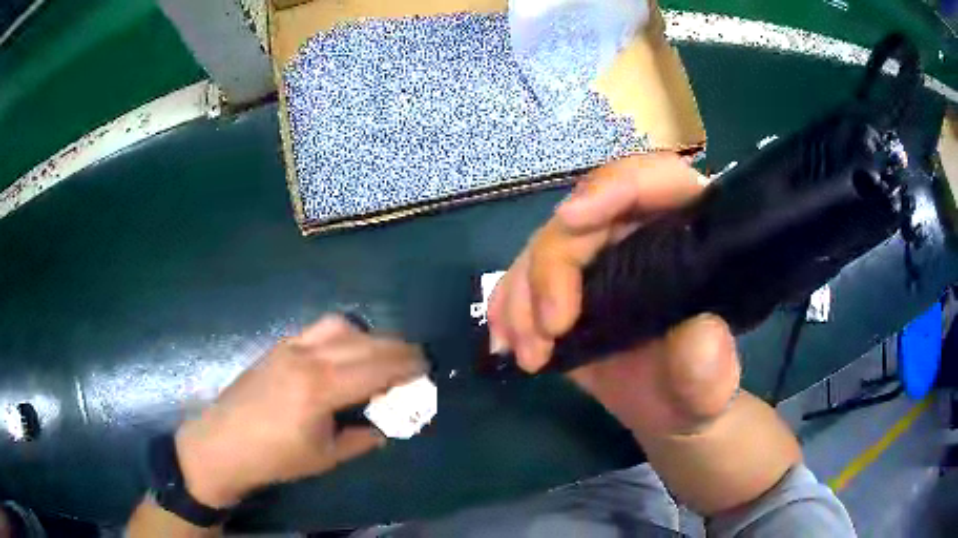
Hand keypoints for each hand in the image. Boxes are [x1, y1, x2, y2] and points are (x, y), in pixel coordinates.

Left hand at [174, 315, 426, 507]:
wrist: (224, 443)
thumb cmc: (276, 458)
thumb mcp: (327, 456)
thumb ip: (363, 437)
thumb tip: (386, 426)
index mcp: (321, 388)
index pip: (377, 367)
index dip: (407, 365)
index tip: (427, 367)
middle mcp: (308, 357)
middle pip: (364, 341)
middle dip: (396, 348)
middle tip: (414, 361)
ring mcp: (290, 346)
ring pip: (340, 325)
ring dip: (368, 336)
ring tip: (380, 356)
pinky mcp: (279, 345)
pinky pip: (319, 329)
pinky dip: (342, 335)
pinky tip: (345, 354)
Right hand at [487, 154, 740, 435]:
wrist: (667, 406)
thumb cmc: (696, 388)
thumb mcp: (709, 386)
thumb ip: (710, 364)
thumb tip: (700, 332)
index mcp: (686, 231)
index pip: (654, 180)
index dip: (613, 187)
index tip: (572, 219)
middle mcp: (639, 230)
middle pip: (582, 216)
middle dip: (552, 268)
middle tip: (548, 329)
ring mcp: (599, 254)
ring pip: (545, 245)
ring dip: (523, 296)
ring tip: (529, 354)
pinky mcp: (568, 282)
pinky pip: (525, 275)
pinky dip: (508, 305)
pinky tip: (507, 342)